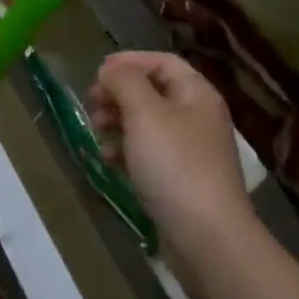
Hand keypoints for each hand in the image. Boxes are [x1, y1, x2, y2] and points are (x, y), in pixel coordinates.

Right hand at [89, 52, 252, 253]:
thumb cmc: (175, 164)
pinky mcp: (181, 181)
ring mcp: (191, 151)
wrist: (207, 237)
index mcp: (197, 94)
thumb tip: (111, 71)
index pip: (162, 62)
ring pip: (148, 124)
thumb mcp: (145, 112)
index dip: (129, 61)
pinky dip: (126, 151)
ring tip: (96, 131)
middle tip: (91, 103)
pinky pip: (149, 154)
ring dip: (118, 122)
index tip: (97, 72)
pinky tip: (108, 160)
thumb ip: (124, 81)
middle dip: (119, 93)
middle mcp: (197, 117)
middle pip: (153, 92)